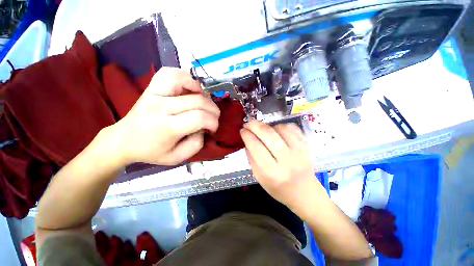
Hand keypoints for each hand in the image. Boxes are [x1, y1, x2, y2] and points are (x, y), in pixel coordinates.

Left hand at [109, 67, 219, 165]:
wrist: (124, 140)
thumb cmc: (152, 151)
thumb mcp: (177, 158)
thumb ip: (196, 144)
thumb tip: (203, 127)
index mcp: (167, 128)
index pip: (199, 118)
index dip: (213, 122)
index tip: (212, 129)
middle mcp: (161, 107)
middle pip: (198, 100)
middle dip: (213, 110)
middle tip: (213, 117)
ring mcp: (154, 93)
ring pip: (182, 80)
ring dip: (200, 90)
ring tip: (203, 100)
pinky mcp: (151, 87)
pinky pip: (170, 73)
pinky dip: (185, 77)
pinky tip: (190, 88)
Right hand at [240, 121, 325, 211]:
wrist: (304, 192)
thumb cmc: (278, 187)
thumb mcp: (259, 177)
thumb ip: (251, 158)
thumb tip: (247, 139)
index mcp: (272, 172)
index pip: (256, 147)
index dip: (247, 135)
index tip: (242, 130)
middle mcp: (286, 161)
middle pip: (268, 135)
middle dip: (255, 126)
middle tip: (248, 123)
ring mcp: (299, 152)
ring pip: (280, 129)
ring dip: (268, 126)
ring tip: (263, 130)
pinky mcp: (306, 146)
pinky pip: (292, 128)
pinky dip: (281, 126)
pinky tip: (276, 130)